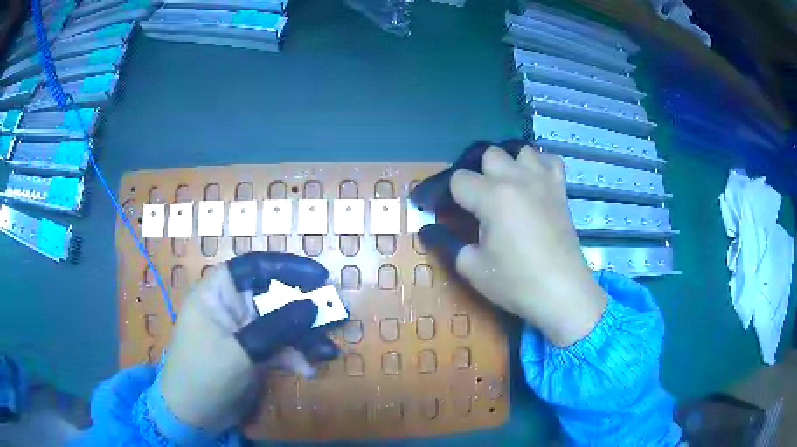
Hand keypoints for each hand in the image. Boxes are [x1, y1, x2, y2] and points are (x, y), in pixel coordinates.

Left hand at [158, 252, 338, 431]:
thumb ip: (276, 327)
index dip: (287, 267)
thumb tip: (313, 305)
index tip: (320, 275)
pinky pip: (279, 346)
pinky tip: (309, 367)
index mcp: (218, 292)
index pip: (254, 267)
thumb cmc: (205, 373)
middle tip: (336, 314)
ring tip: (328, 350)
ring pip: (280, 323)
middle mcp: (231, 306)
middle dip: (304, 306)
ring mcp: (244, 331)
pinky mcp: (253, 352)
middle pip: (273, 295)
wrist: (194, 415)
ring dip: (305, 336)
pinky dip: (295, 355)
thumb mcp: (240, 350)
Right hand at [414, 142, 605, 346]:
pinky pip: (549, 160)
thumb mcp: (472, 268)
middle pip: (488, 155)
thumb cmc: (516, 282)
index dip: (448, 196)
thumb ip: (448, 244)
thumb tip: (431, 230)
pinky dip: (539, 165)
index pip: (458, 180)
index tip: (446, 213)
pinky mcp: (560, 190)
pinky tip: (534, 183)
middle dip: (478, 176)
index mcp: (492, 197)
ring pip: (519, 151)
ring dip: (508, 166)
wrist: (562, 292)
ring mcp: (542, 181)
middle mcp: (517, 179)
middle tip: (478, 204)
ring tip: (507, 189)